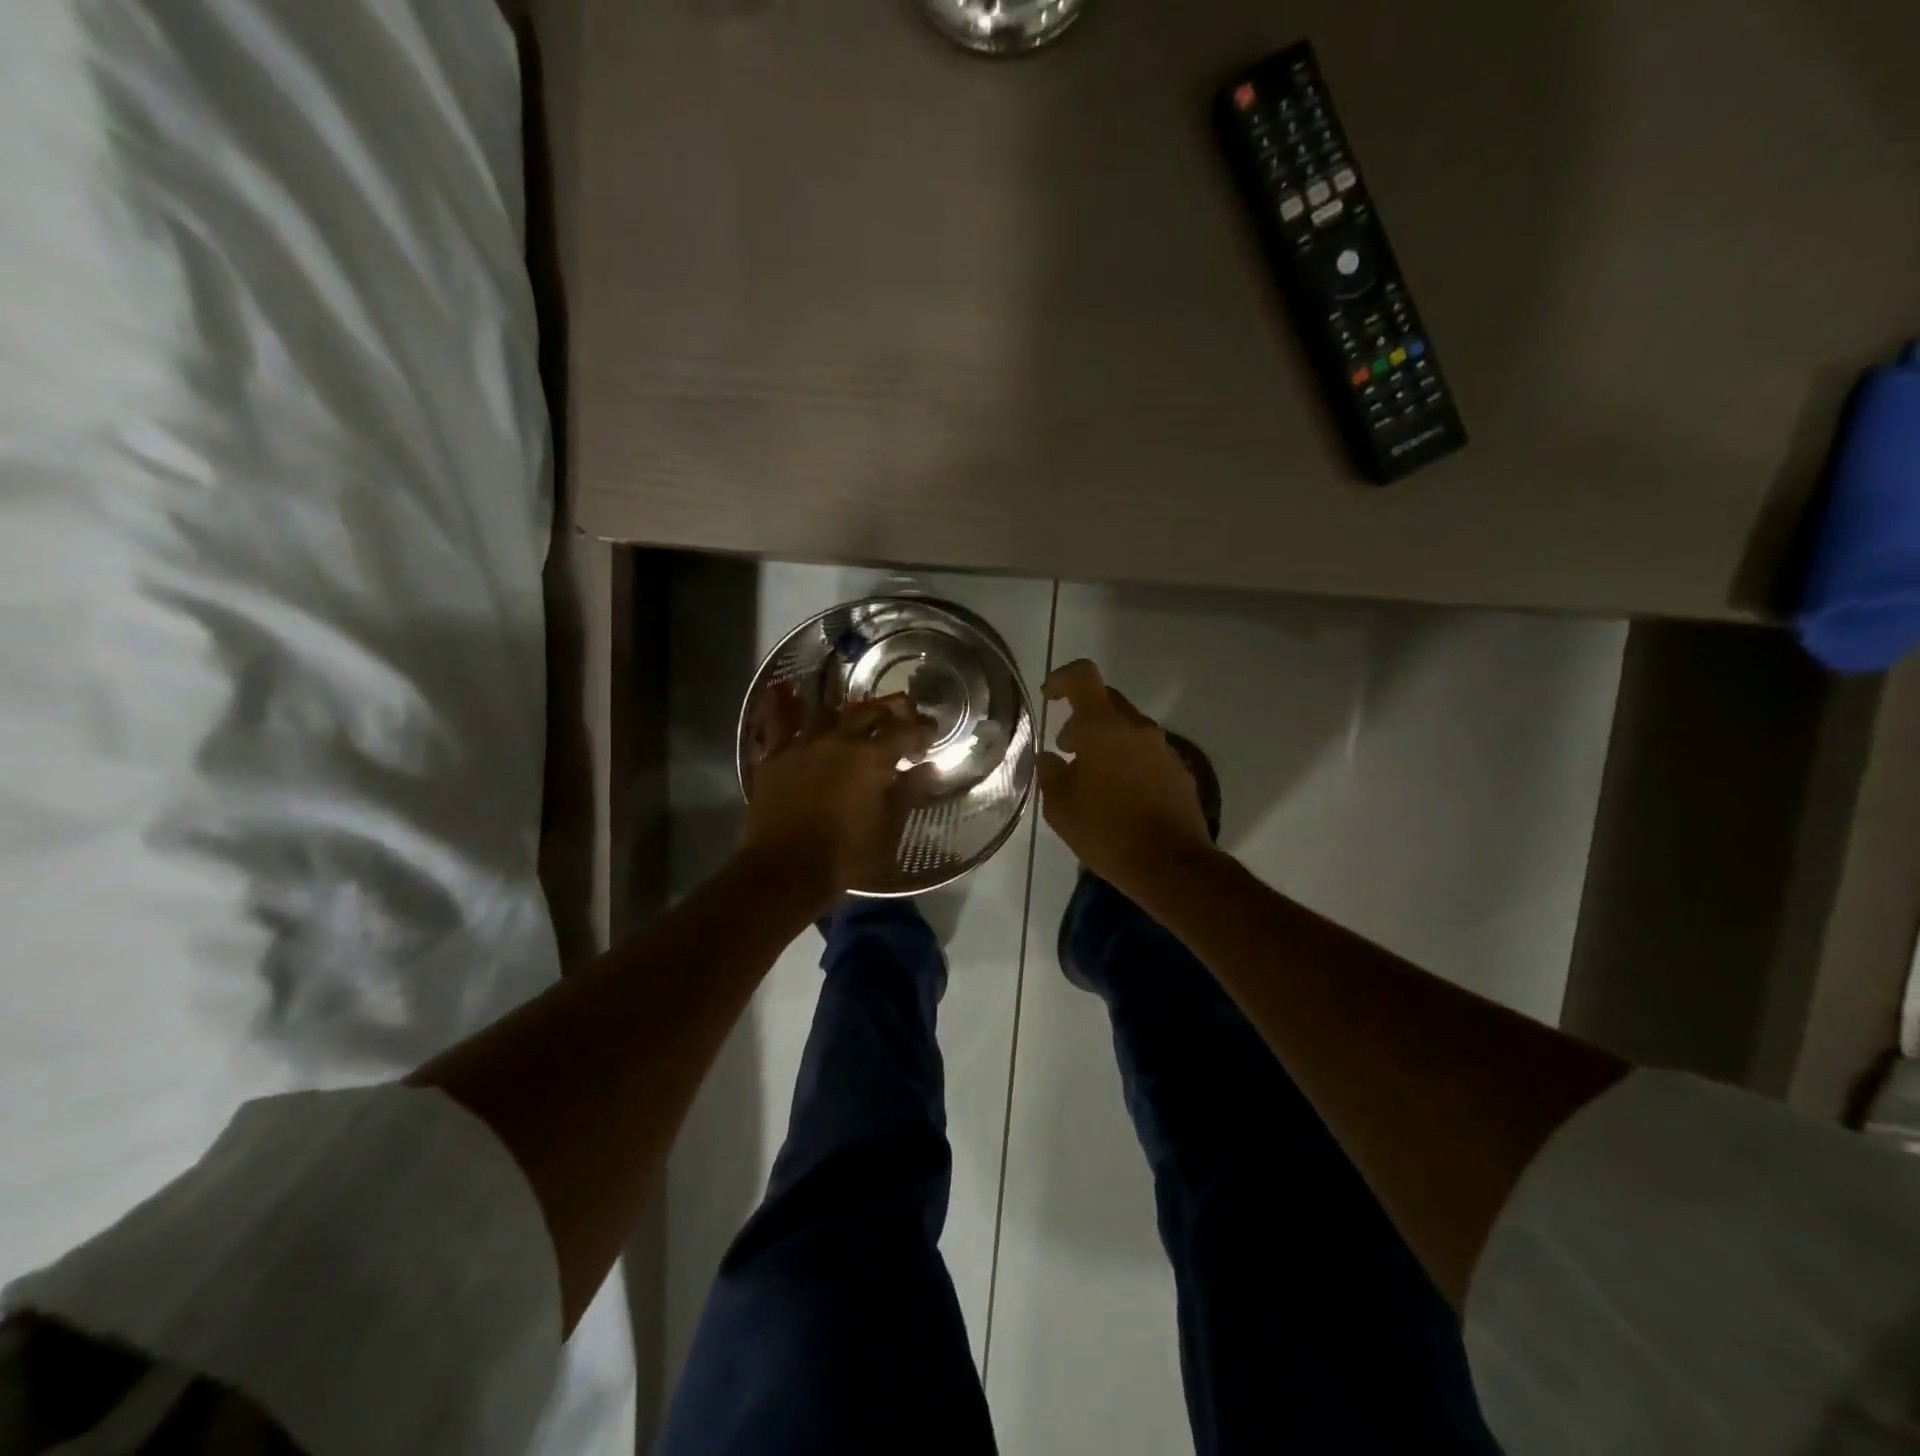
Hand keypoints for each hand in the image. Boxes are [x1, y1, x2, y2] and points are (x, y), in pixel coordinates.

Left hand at [740, 695, 936, 905]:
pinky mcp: (774, 757)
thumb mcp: (888, 831)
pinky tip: (796, 711)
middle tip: (898, 724)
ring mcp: (802, 744)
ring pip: (828, 713)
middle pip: (867, 712)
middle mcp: (837, 740)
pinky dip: (796, 717)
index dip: (922, 730)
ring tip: (854, 723)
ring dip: (847, 715)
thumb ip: (908, 793)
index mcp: (871, 757)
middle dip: (888, 715)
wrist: (782, 871)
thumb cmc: (845, 856)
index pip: (905, 732)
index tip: (932, 734)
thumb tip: (926, 768)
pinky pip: (784, 725)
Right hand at [1037, 659, 1214, 894]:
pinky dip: (1127, 761)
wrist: (1172, 865)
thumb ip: (1049, 774)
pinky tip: (1118, 795)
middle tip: (1066, 748)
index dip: (1062, 679)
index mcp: (1104, 727)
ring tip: (1090, 778)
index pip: (1083, 677)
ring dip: (1106, 741)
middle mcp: (1138, 728)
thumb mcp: (1061, 807)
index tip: (1049, 696)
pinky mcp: (1180, 770)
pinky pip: (1146, 752)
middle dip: (1082, 717)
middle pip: (1107, 701)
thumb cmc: (1107, 832)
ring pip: (1128, 728)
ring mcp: (1163, 748)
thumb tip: (1049, 758)